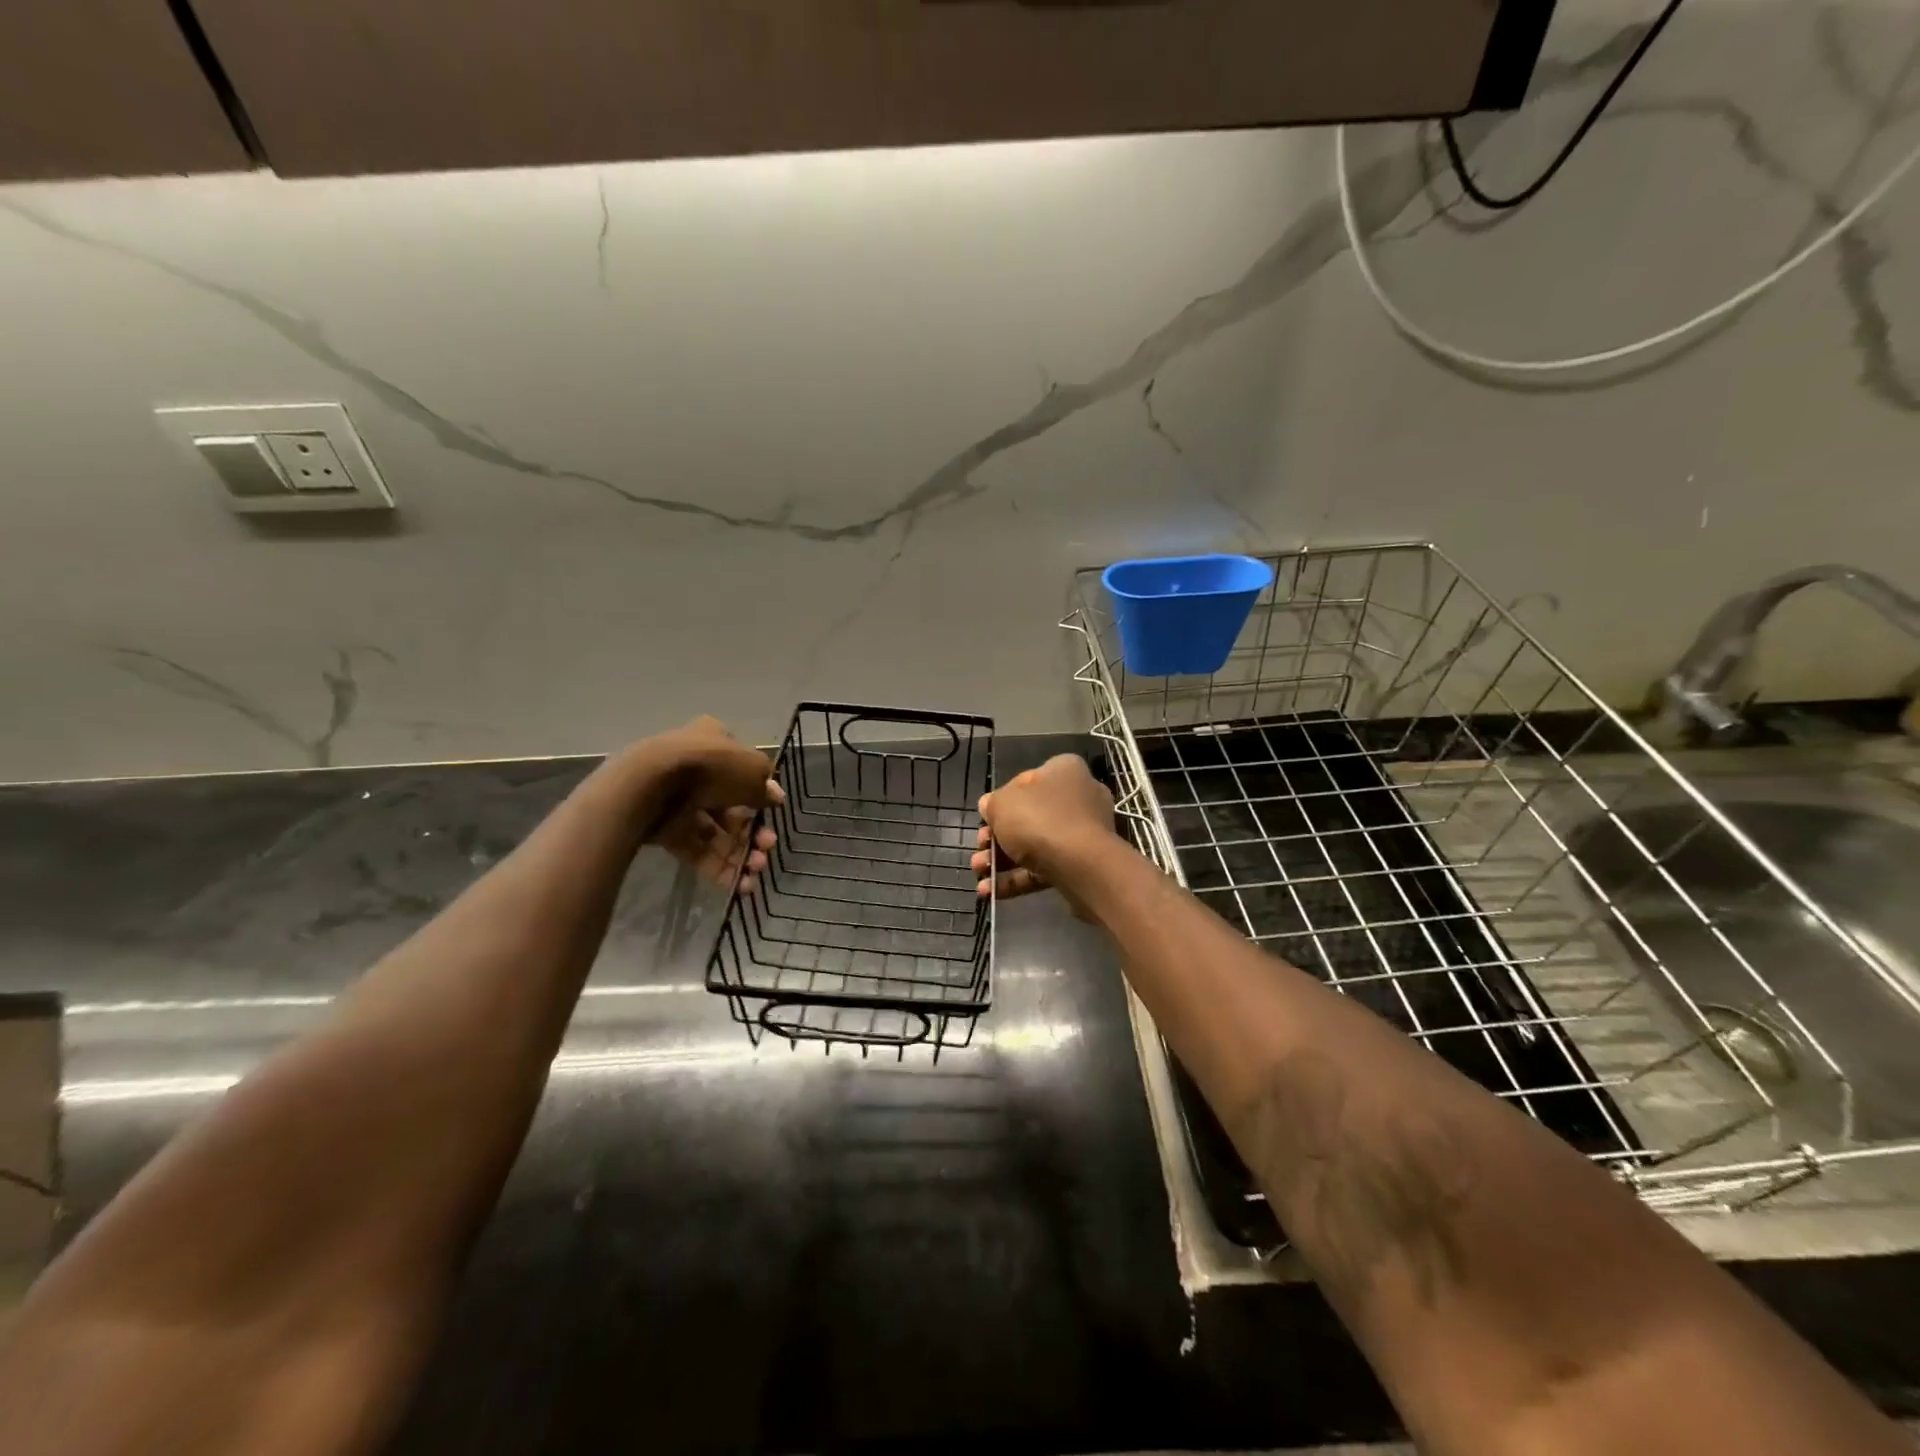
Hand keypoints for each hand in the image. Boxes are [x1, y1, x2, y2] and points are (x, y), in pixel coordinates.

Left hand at [624, 717, 781, 894]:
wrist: (650, 785)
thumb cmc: (710, 766)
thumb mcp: (753, 770)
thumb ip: (766, 788)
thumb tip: (774, 798)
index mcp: (715, 743)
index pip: (742, 770)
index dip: (760, 794)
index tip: (774, 811)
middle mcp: (697, 771)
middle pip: (732, 808)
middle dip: (753, 832)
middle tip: (766, 847)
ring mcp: (679, 802)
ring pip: (717, 833)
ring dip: (740, 853)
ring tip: (755, 869)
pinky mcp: (665, 831)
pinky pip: (697, 851)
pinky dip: (719, 868)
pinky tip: (740, 885)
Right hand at [972, 754, 1115, 903]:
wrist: (1081, 865)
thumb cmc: (1039, 820)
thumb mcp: (1002, 804)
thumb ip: (992, 804)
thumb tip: (990, 807)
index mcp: (1064, 771)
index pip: (1025, 781)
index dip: (1000, 801)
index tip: (985, 819)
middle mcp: (1079, 797)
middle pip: (1029, 816)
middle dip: (997, 837)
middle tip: (979, 849)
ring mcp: (1083, 833)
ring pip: (1034, 845)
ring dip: (1001, 861)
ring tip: (979, 872)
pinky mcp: (1082, 864)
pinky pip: (1044, 868)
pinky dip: (1017, 879)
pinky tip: (990, 892)